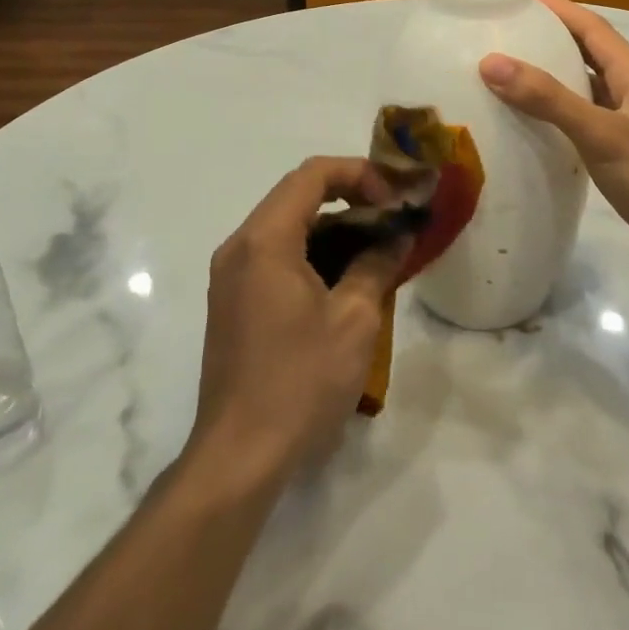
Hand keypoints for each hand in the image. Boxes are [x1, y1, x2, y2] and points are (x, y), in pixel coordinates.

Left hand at [189, 157, 403, 484]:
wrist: (239, 455)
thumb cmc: (300, 380)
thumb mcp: (354, 319)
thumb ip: (377, 264)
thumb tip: (397, 234)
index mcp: (265, 239)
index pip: (312, 175)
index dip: (359, 174)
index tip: (392, 200)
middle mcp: (240, 246)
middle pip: (298, 197)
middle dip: (350, 200)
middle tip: (392, 221)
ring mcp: (231, 275)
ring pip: (288, 228)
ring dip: (334, 230)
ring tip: (378, 252)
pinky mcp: (233, 302)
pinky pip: (276, 257)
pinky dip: (313, 256)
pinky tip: (347, 283)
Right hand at [478, 0, 628, 285]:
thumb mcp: (603, 135)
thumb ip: (549, 99)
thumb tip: (492, 62)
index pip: (592, 27)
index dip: (557, 8)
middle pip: (589, 53)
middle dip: (550, 39)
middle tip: (503, 36)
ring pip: (587, 89)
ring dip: (553, 78)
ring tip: (508, 75)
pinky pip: (587, 121)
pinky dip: (560, 115)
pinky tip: (535, 127)